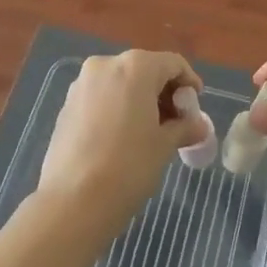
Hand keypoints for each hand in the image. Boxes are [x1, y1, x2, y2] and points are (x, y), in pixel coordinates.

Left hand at [39, 51, 213, 228]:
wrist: (72, 202)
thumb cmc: (128, 166)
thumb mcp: (165, 146)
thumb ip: (185, 128)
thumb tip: (199, 126)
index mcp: (135, 66)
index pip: (173, 64)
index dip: (189, 83)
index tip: (196, 108)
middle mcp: (106, 64)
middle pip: (145, 70)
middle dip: (163, 93)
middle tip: (176, 123)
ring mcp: (82, 84)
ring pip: (121, 83)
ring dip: (139, 101)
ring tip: (150, 133)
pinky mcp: (66, 105)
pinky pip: (101, 98)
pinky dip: (117, 109)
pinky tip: (122, 138)